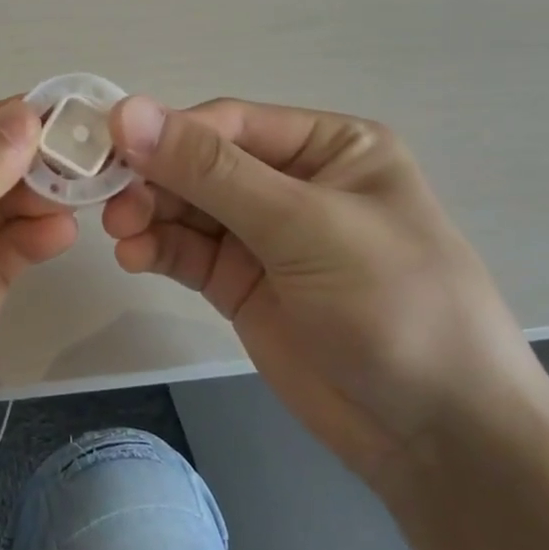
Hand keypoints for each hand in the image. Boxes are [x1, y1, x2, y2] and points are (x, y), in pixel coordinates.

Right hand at [104, 96, 541, 484]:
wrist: (437, 438)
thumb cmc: (394, 307)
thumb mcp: (305, 227)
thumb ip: (212, 172)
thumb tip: (127, 111)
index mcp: (329, 147)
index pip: (230, 124)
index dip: (168, 132)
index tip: (111, 148)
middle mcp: (292, 182)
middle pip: (200, 165)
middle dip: (154, 180)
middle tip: (112, 205)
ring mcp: (264, 236)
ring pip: (186, 208)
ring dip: (148, 215)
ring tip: (120, 236)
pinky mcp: (242, 283)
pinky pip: (187, 251)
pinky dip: (156, 249)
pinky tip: (134, 257)